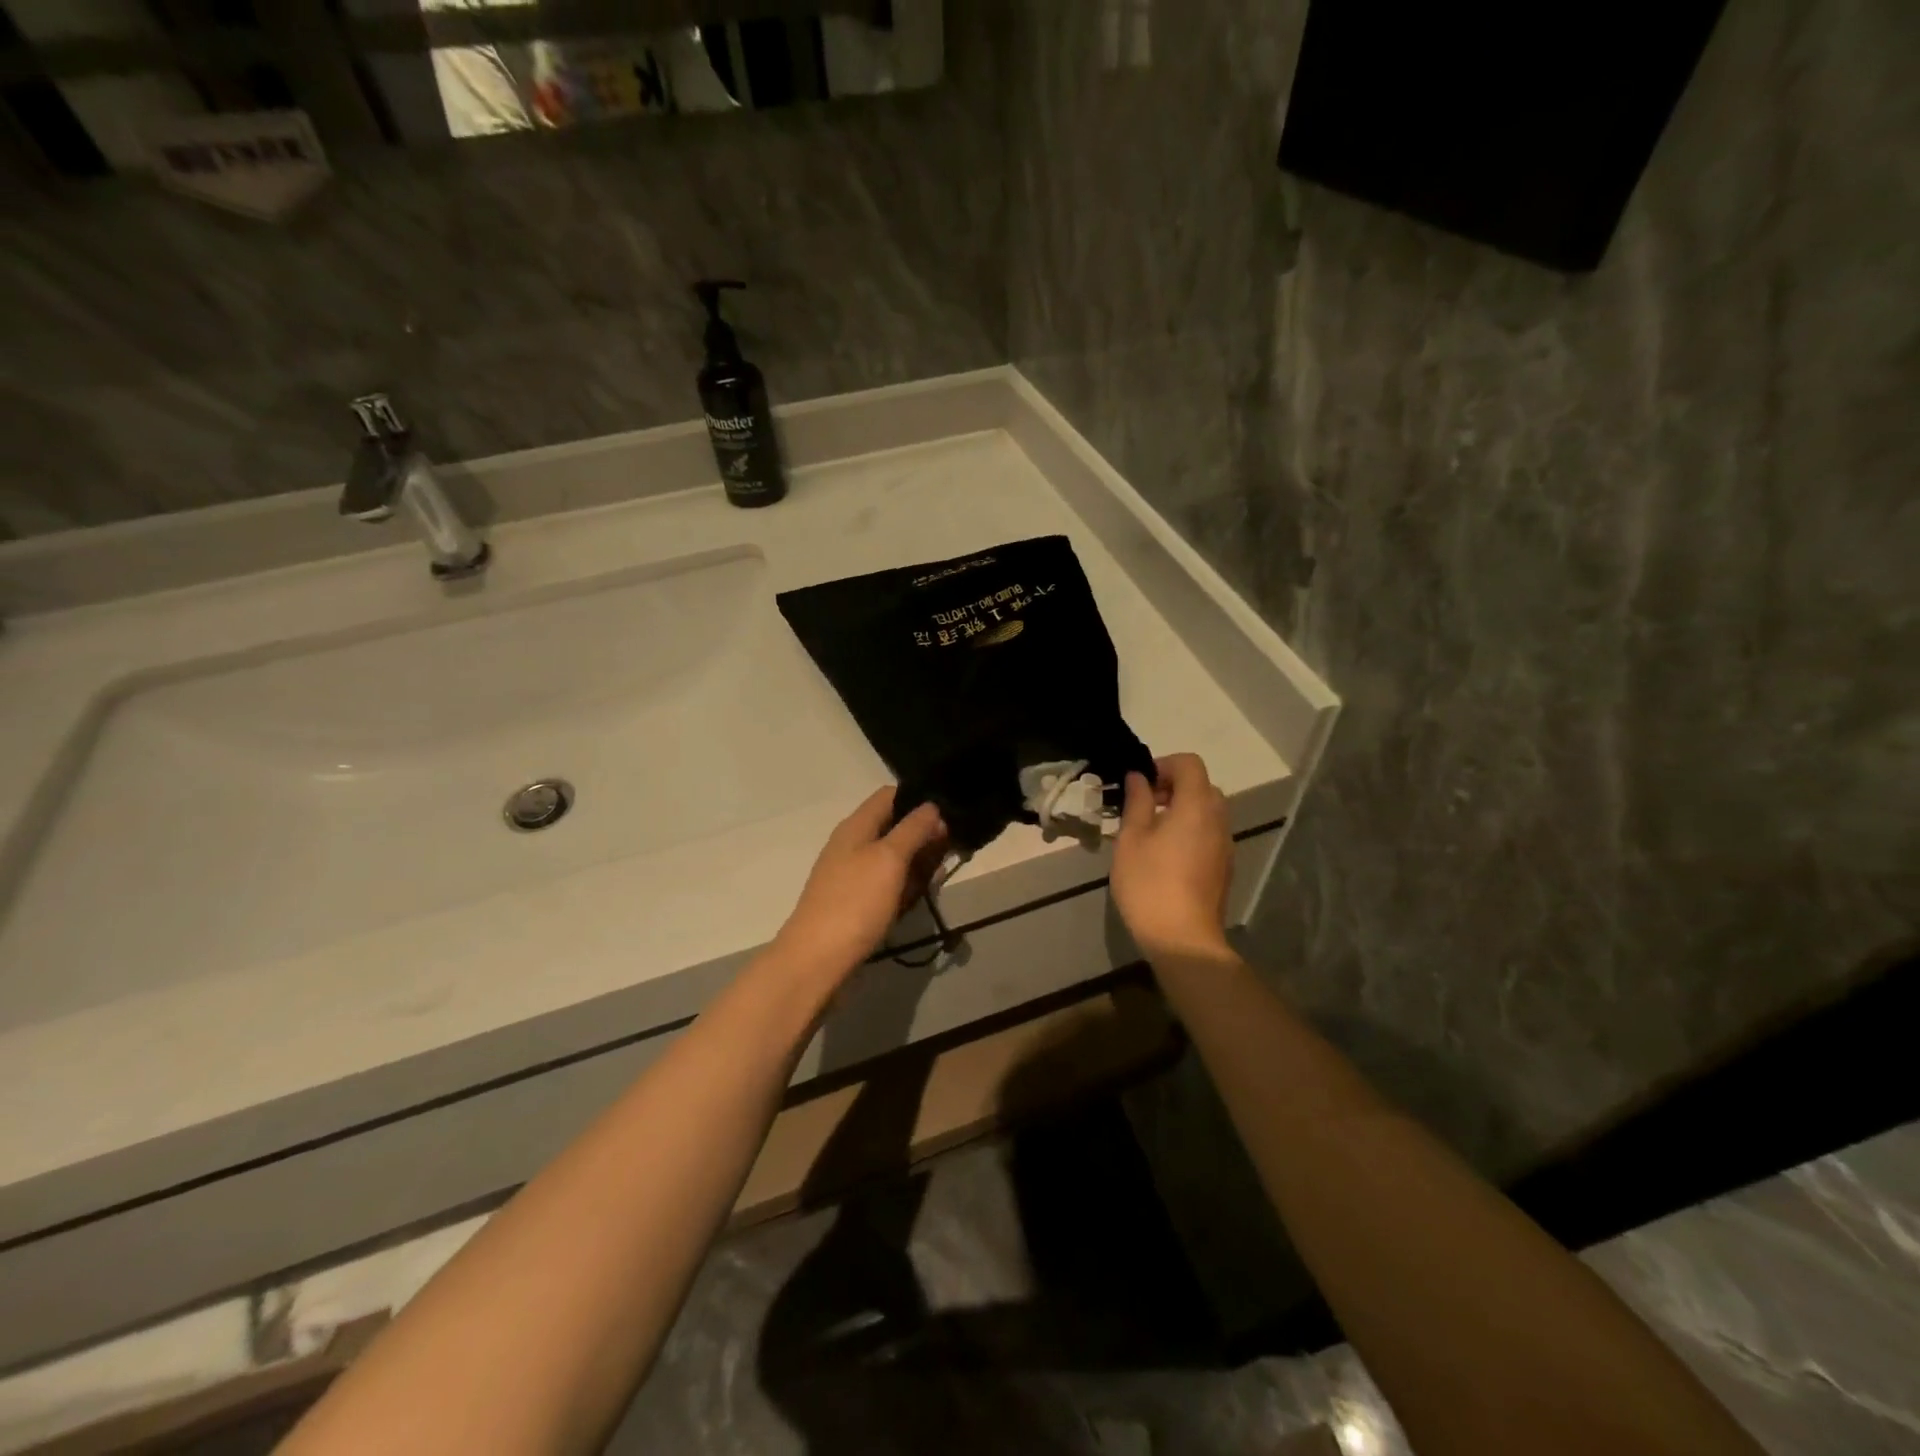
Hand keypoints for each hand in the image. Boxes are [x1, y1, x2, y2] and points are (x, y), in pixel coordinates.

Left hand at [772, 787, 948, 984]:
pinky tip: (923, 893)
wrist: (817, 961)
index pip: (890, 795)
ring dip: (919, 861)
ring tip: (944, 870)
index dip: (919, 798)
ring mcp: (853, 876)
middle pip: (894, 826)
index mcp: (856, 826)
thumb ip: (913, 829)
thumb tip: (932, 806)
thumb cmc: (855, 902)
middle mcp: (853, 845)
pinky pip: (888, 883)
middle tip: (957, 844)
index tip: (950, 810)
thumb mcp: (889, 858)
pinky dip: (906, 884)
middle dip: (925, 833)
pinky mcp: (857, 903)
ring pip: (894, 857)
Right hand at [1111, 753, 1233, 960]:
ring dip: (1182, 809)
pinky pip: (1209, 833)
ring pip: (1207, 811)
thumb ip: (1137, 802)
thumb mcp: (1132, 839)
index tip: (1140, 783)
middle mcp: (1218, 820)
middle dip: (1173, 786)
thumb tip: (1139, 777)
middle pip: (1202, 786)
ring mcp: (1225, 845)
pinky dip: (1190, 830)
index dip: (1164, 764)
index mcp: (1196, 806)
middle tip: (1144, 805)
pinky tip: (1165, 855)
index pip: (1190, 763)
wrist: (1183, 940)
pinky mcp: (1224, 867)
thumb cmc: (1150, 884)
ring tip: (1151, 831)